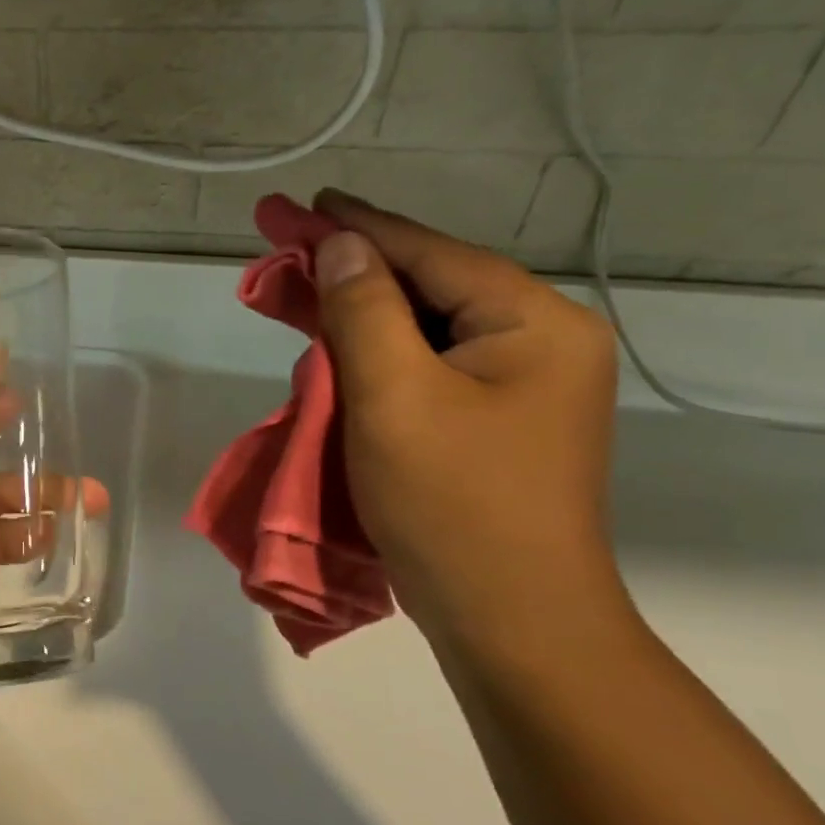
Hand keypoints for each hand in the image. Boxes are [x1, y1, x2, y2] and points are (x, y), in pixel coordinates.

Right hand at [310, 190, 622, 640]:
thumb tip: (341, 246)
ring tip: (299, 290)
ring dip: (358, 312)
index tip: (301, 202)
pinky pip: (424, 369)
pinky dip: (376, 355)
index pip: (430, 255)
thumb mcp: (394, 397)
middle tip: (286, 245)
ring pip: (423, 329)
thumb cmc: (452, 504)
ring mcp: (519, 388)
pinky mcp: (493, 423)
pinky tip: (337, 348)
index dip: (357, 226)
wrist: (510, 622)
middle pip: (428, 286)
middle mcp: (538, 344)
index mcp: (532, 324)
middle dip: (352, 269)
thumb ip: (365, 310)